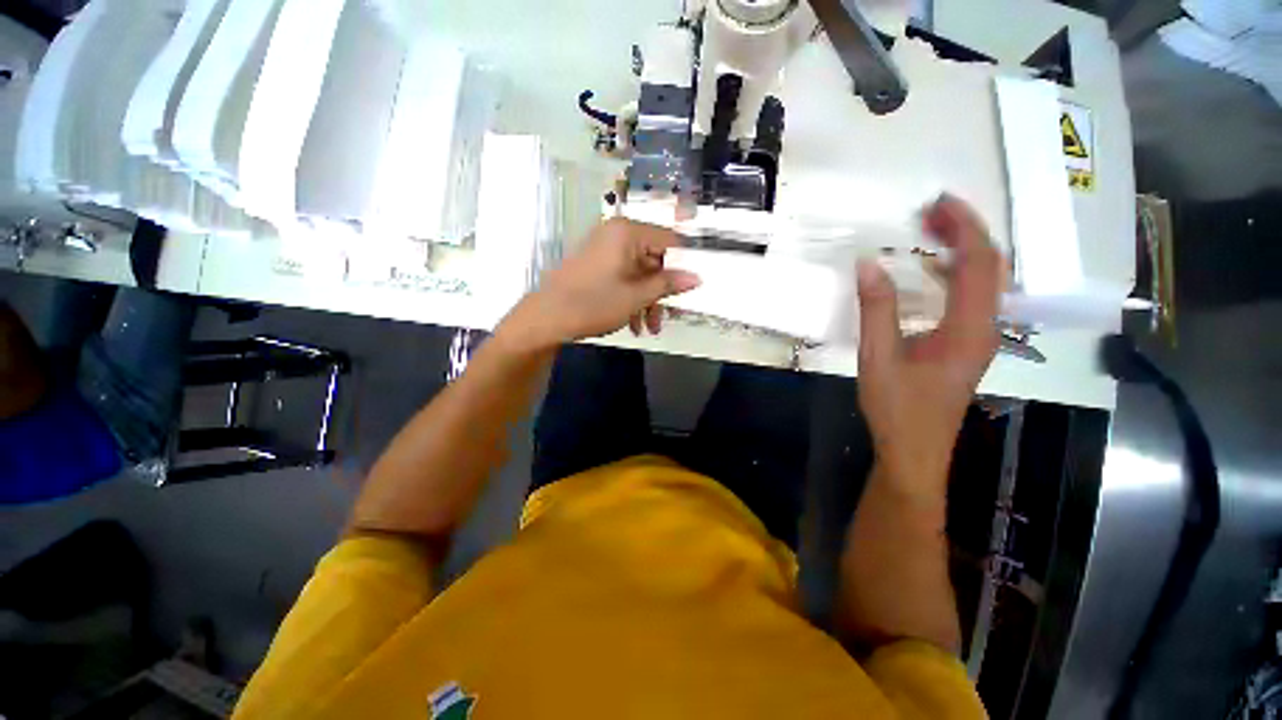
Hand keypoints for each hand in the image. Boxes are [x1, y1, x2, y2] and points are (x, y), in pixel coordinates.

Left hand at [498, 218, 700, 350]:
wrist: (545, 318)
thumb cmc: (593, 303)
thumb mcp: (636, 296)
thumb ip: (668, 284)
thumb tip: (697, 277)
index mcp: (627, 233)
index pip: (670, 241)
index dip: (683, 265)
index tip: (691, 289)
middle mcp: (616, 235)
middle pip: (653, 259)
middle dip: (662, 291)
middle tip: (669, 316)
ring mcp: (604, 250)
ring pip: (639, 272)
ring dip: (647, 300)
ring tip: (649, 328)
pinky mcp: (595, 265)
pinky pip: (623, 277)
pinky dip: (631, 298)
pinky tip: (634, 323)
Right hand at [856, 196, 1004, 493]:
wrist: (914, 450)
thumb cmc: (897, 409)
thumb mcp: (878, 357)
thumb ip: (876, 310)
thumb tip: (868, 264)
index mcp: (969, 329)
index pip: (979, 263)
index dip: (963, 227)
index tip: (937, 203)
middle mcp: (986, 328)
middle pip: (991, 266)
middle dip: (966, 231)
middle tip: (930, 213)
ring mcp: (980, 337)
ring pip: (985, 280)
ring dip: (962, 250)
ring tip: (930, 232)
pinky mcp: (967, 344)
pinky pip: (971, 297)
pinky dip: (955, 273)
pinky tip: (931, 271)